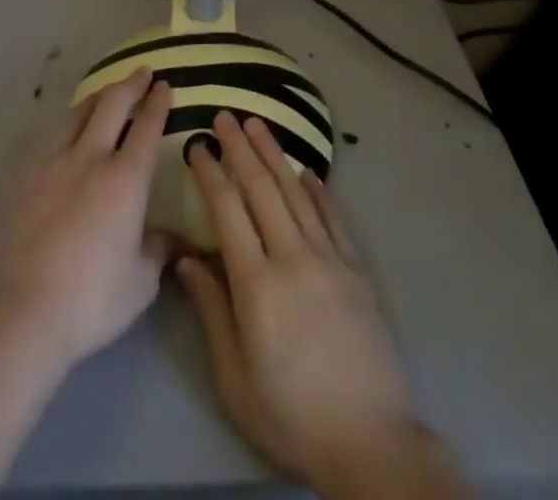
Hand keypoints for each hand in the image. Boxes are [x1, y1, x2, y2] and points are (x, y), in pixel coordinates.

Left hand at [0, 68, 173, 369]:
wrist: (20, 313)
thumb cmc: (90, 300)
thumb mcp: (140, 283)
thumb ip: (158, 250)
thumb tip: (172, 238)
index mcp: (125, 179)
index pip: (146, 127)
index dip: (156, 103)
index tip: (163, 85)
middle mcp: (90, 158)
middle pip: (112, 104)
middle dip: (130, 84)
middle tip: (141, 72)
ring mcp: (52, 163)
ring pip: (78, 113)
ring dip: (97, 97)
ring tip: (105, 93)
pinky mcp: (23, 178)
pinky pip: (51, 138)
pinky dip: (68, 125)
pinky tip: (67, 133)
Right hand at [178, 112, 433, 494]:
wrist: (369, 440)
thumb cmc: (291, 415)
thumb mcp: (235, 378)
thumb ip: (211, 312)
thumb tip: (187, 259)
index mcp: (257, 285)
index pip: (228, 212)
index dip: (212, 174)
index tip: (199, 145)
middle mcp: (293, 258)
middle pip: (262, 190)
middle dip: (241, 149)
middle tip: (226, 116)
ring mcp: (330, 259)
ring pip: (297, 193)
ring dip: (275, 155)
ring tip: (259, 125)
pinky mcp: (357, 269)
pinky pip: (334, 217)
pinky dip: (318, 189)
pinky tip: (307, 170)